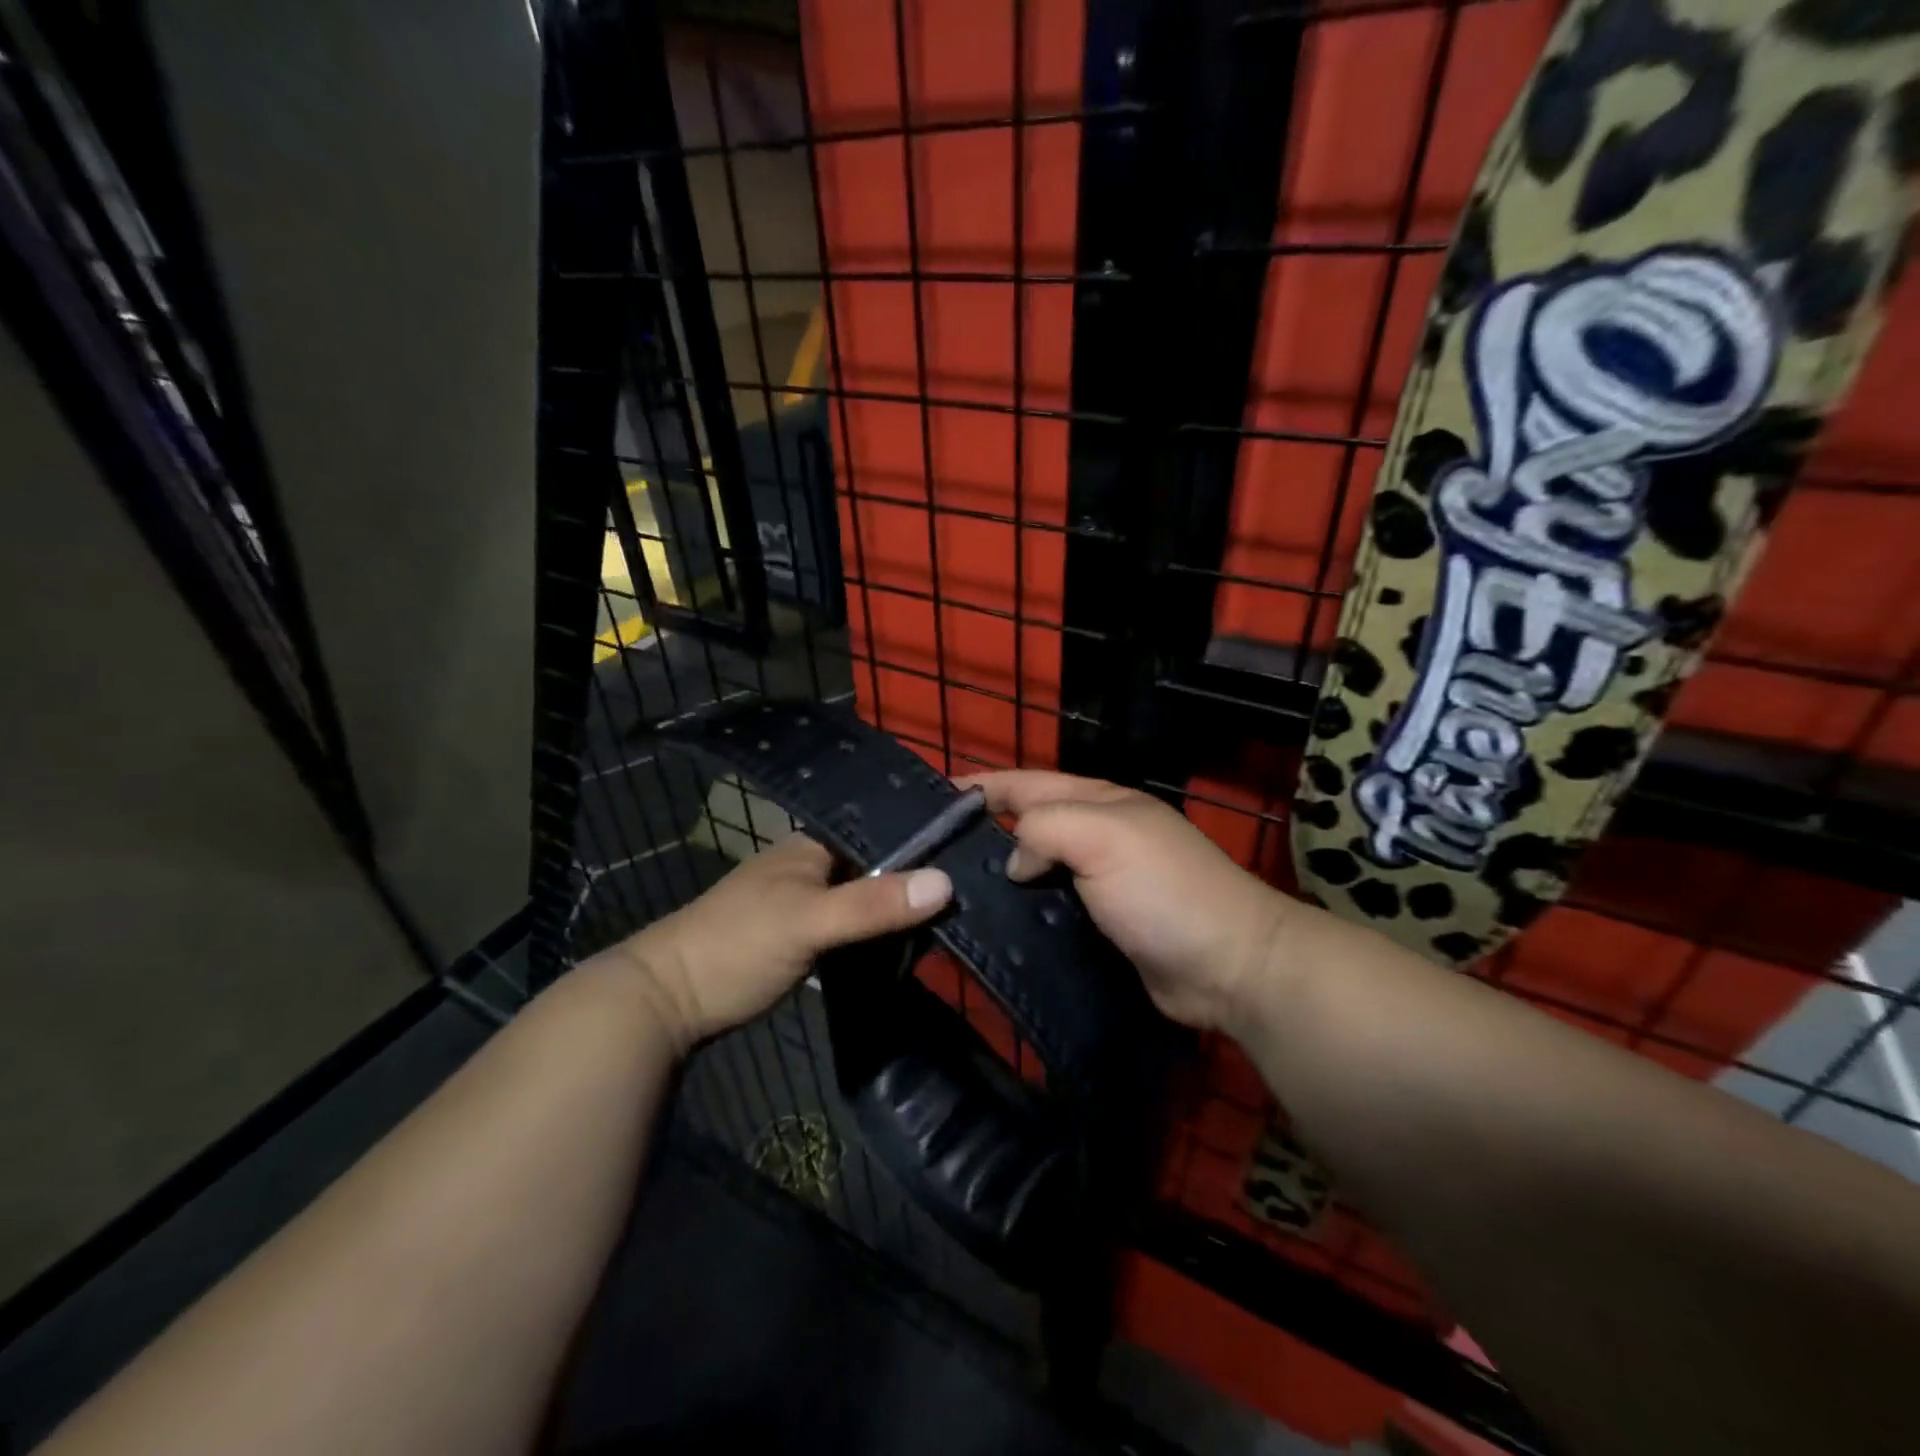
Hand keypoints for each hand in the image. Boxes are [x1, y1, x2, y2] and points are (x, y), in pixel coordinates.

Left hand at [615, 835, 951, 1052]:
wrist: (666, 1001)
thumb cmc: (735, 946)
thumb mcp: (807, 921)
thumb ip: (872, 904)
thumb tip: (946, 882)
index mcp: (818, 843)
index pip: (888, 824)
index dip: (931, 828)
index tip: (983, 830)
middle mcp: (820, 864)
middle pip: (887, 860)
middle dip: (930, 867)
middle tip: (986, 875)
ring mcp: (814, 899)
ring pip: (876, 892)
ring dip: (911, 900)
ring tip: (969, 904)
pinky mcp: (811, 934)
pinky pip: (863, 921)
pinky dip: (889, 926)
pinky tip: (920, 936)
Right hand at [960, 771, 1296, 1034]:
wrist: (1229, 967)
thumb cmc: (1164, 891)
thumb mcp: (1104, 837)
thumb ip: (1046, 829)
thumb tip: (1016, 861)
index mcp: (1098, 801)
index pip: (1025, 783)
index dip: (980, 786)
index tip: (929, 798)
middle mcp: (1096, 834)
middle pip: (1026, 824)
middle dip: (981, 832)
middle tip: (928, 854)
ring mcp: (1099, 881)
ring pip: (1034, 869)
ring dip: (997, 877)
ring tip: (947, 892)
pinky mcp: (1099, 925)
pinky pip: (1047, 908)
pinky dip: (1020, 913)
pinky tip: (990, 928)